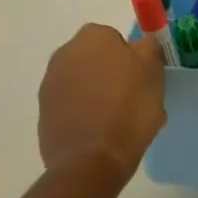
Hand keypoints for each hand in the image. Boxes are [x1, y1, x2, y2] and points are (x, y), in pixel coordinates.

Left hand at [38, 24, 165, 177]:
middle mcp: (65, 53)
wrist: (91, 160)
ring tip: (116, 120)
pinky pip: (71, 105)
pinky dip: (83, 113)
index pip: (116, 38)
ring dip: (96, 93)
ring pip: (82, 82)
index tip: (142, 78)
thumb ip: (149, 49)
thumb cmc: (129, 109)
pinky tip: (99, 132)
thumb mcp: (154, 72)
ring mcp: (50, 84)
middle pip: (96, 58)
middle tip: (132, 97)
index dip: (132, 57)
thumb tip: (141, 45)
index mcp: (93, 37)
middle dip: (110, 73)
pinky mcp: (43, 113)